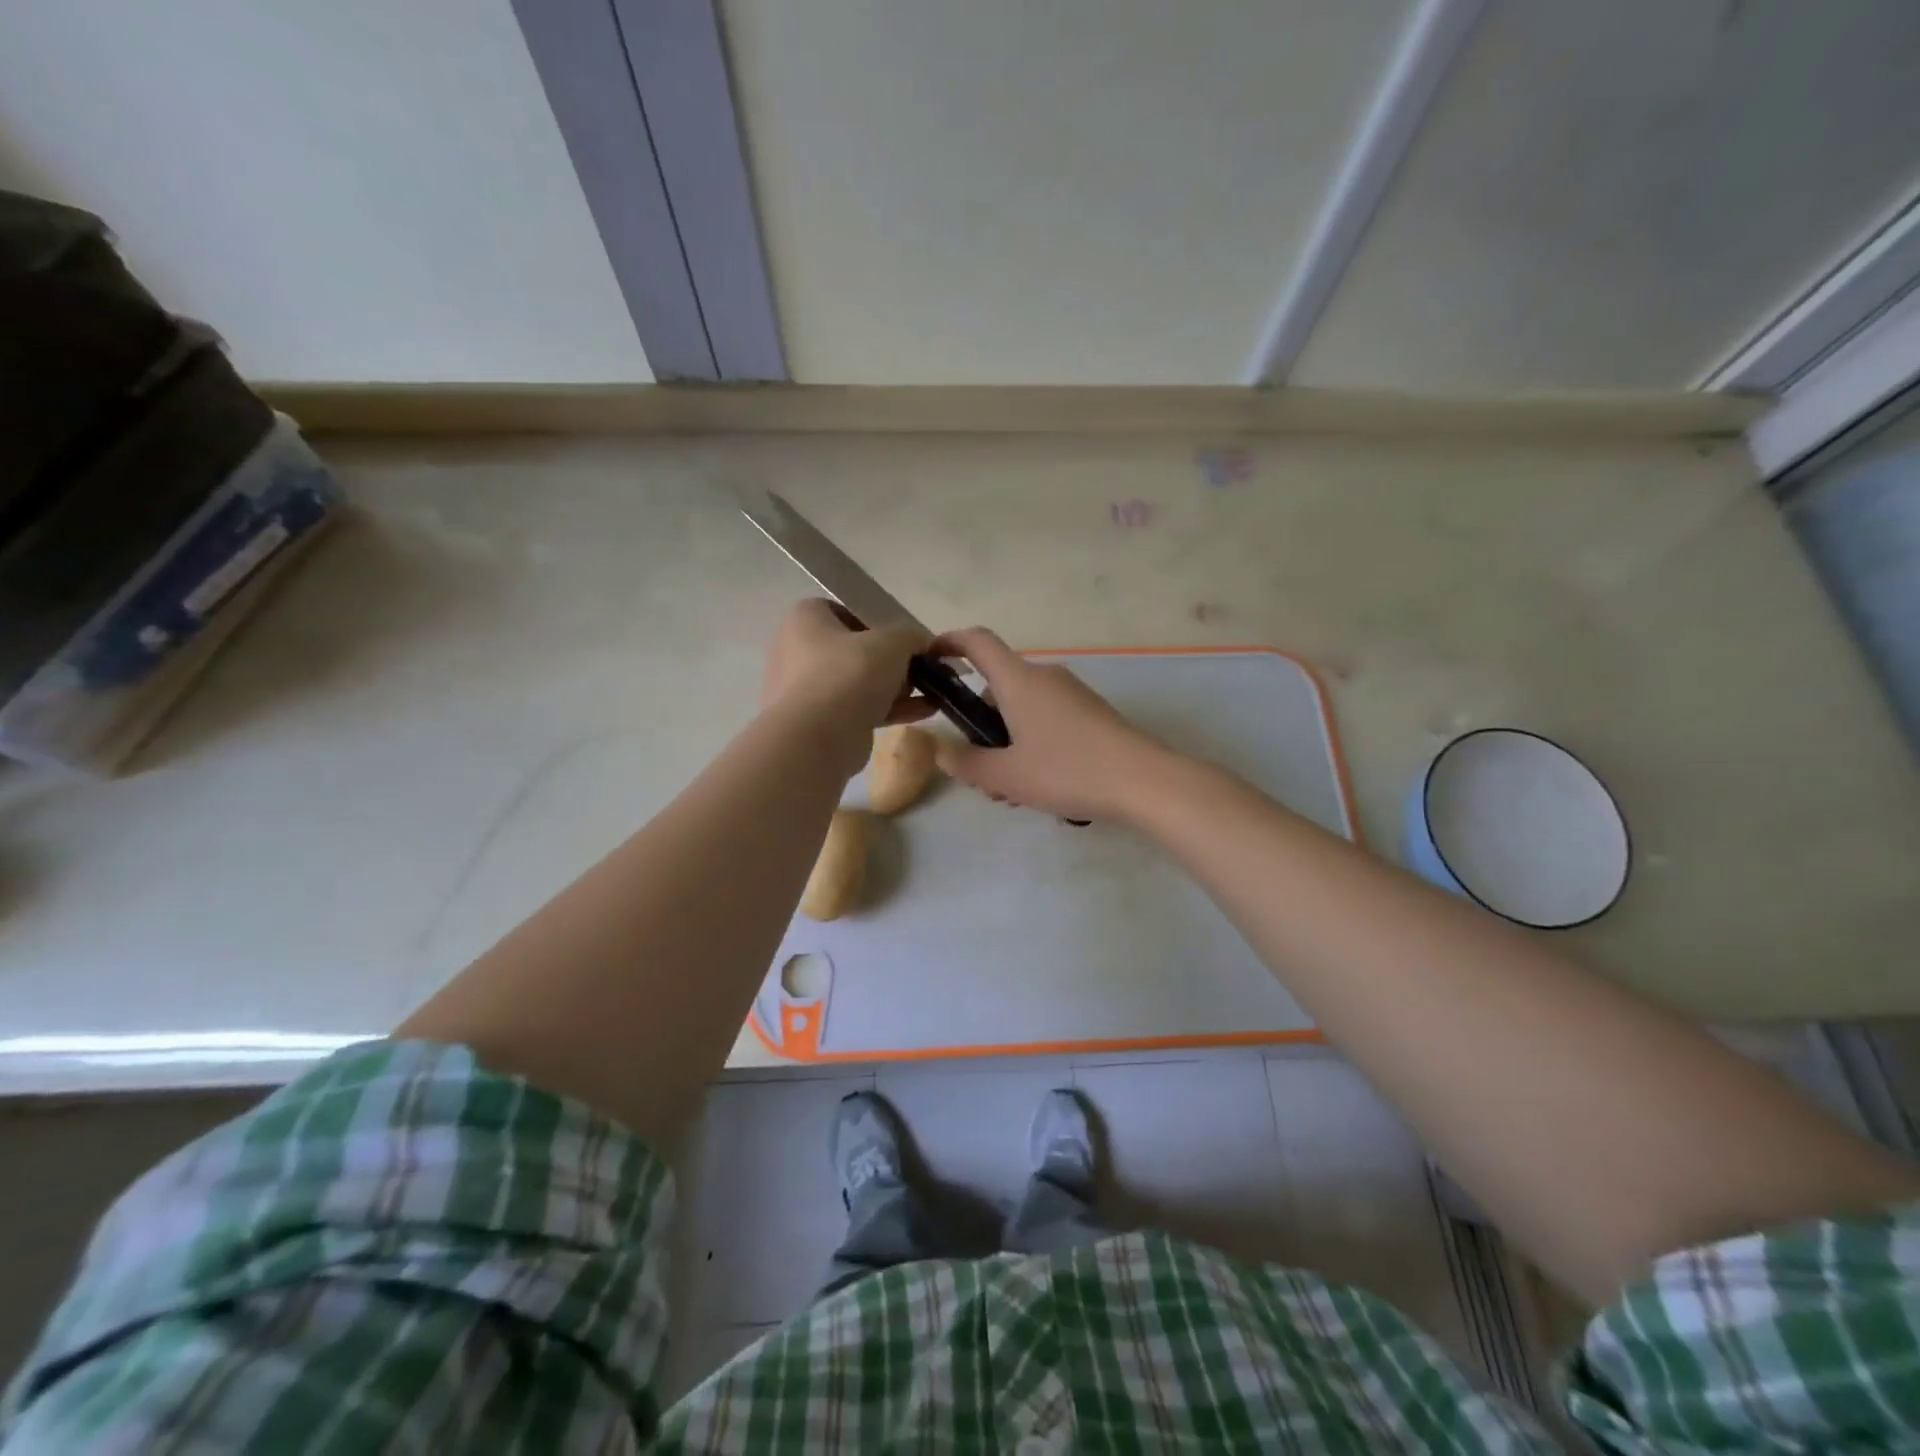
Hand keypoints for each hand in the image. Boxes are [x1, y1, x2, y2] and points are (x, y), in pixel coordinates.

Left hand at [761, 600, 932, 770]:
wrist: (818, 738)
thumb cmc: (849, 673)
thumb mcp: (892, 643)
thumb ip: (911, 636)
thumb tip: (923, 643)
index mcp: (805, 619)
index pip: (845, 611)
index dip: (878, 623)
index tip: (903, 639)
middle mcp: (797, 650)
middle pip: (855, 650)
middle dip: (892, 662)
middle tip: (920, 668)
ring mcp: (804, 690)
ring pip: (858, 683)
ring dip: (895, 688)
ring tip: (932, 692)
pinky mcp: (817, 723)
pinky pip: (857, 709)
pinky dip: (888, 709)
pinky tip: (924, 712)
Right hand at [929, 627, 1171, 821]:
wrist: (1143, 781)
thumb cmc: (1066, 770)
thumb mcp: (1006, 776)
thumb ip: (965, 763)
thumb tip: (940, 751)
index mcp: (1018, 681)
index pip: (977, 642)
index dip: (949, 642)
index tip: (931, 658)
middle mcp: (1045, 677)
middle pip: (998, 689)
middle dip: (980, 727)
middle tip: (978, 772)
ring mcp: (1072, 694)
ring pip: (1023, 711)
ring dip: (1007, 744)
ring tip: (1011, 791)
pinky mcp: (1091, 714)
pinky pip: (1048, 721)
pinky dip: (1032, 745)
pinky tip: (1042, 786)